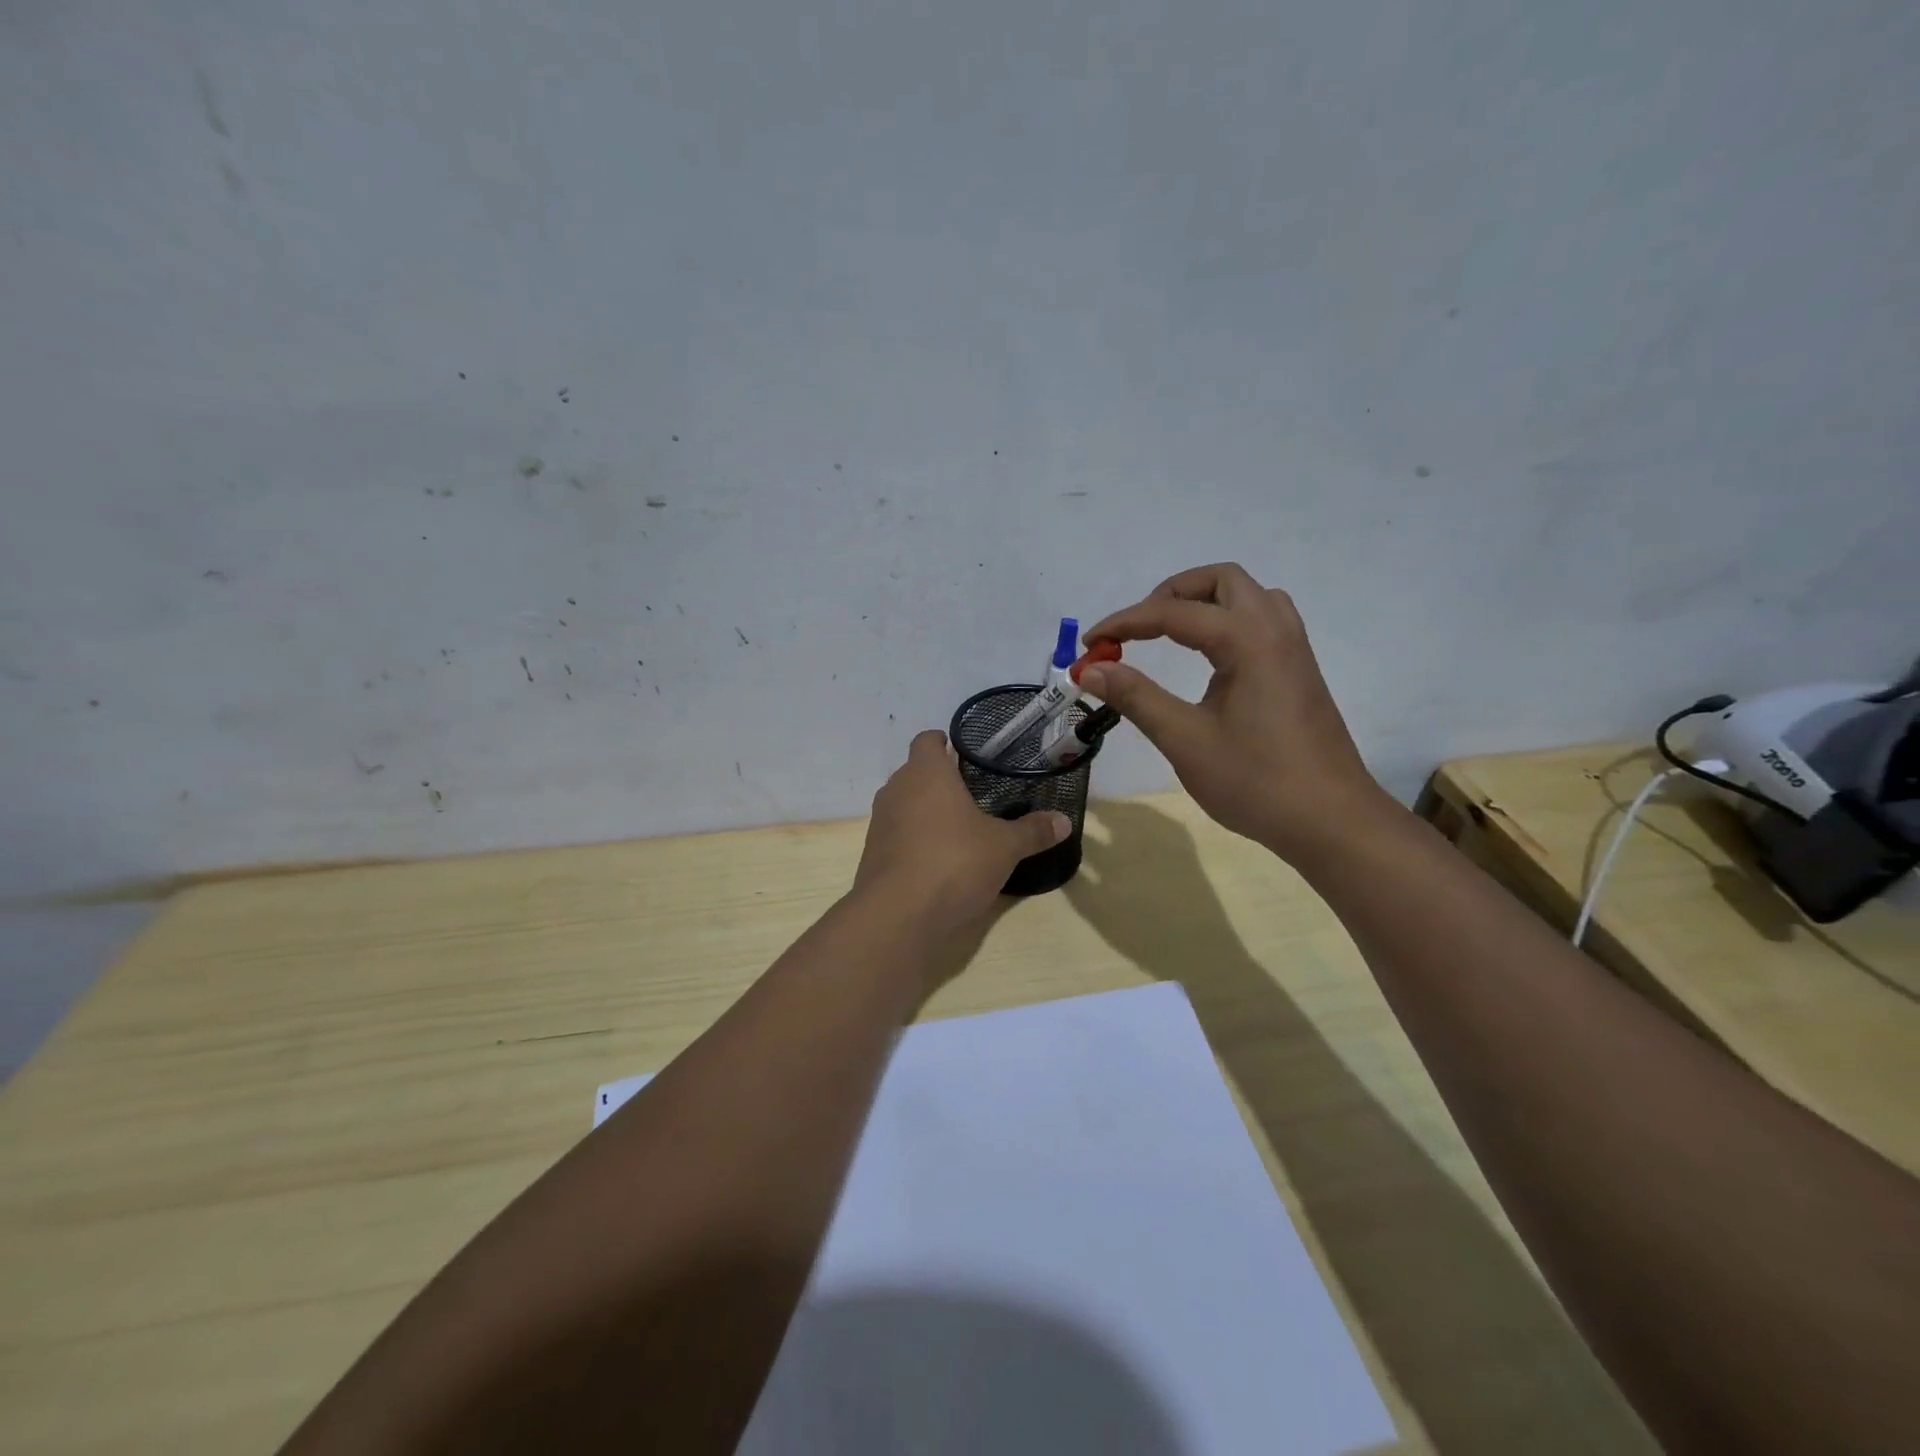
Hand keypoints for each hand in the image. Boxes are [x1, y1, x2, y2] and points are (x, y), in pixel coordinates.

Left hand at [854, 730, 1070, 933]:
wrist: (897, 915)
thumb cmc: (954, 862)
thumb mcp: (1004, 847)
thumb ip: (1032, 831)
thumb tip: (1064, 821)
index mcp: (926, 773)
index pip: (927, 740)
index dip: (944, 742)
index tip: (966, 754)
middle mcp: (897, 789)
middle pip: (915, 772)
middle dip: (940, 780)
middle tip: (973, 793)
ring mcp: (881, 822)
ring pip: (904, 803)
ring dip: (926, 810)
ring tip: (958, 827)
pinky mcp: (873, 853)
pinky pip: (897, 834)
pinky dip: (915, 839)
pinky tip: (939, 859)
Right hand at [1081, 563, 1390, 859]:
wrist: (1331, 821)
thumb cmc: (1256, 781)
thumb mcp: (1185, 740)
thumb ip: (1136, 697)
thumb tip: (1090, 668)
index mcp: (1249, 642)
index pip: (1174, 613)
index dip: (1125, 623)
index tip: (1089, 645)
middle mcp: (1276, 631)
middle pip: (1221, 581)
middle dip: (1170, 594)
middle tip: (1138, 629)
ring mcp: (1294, 650)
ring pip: (1248, 597)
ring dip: (1204, 602)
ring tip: (1170, 636)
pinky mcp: (1299, 671)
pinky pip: (1262, 621)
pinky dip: (1227, 622)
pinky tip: (1209, 658)